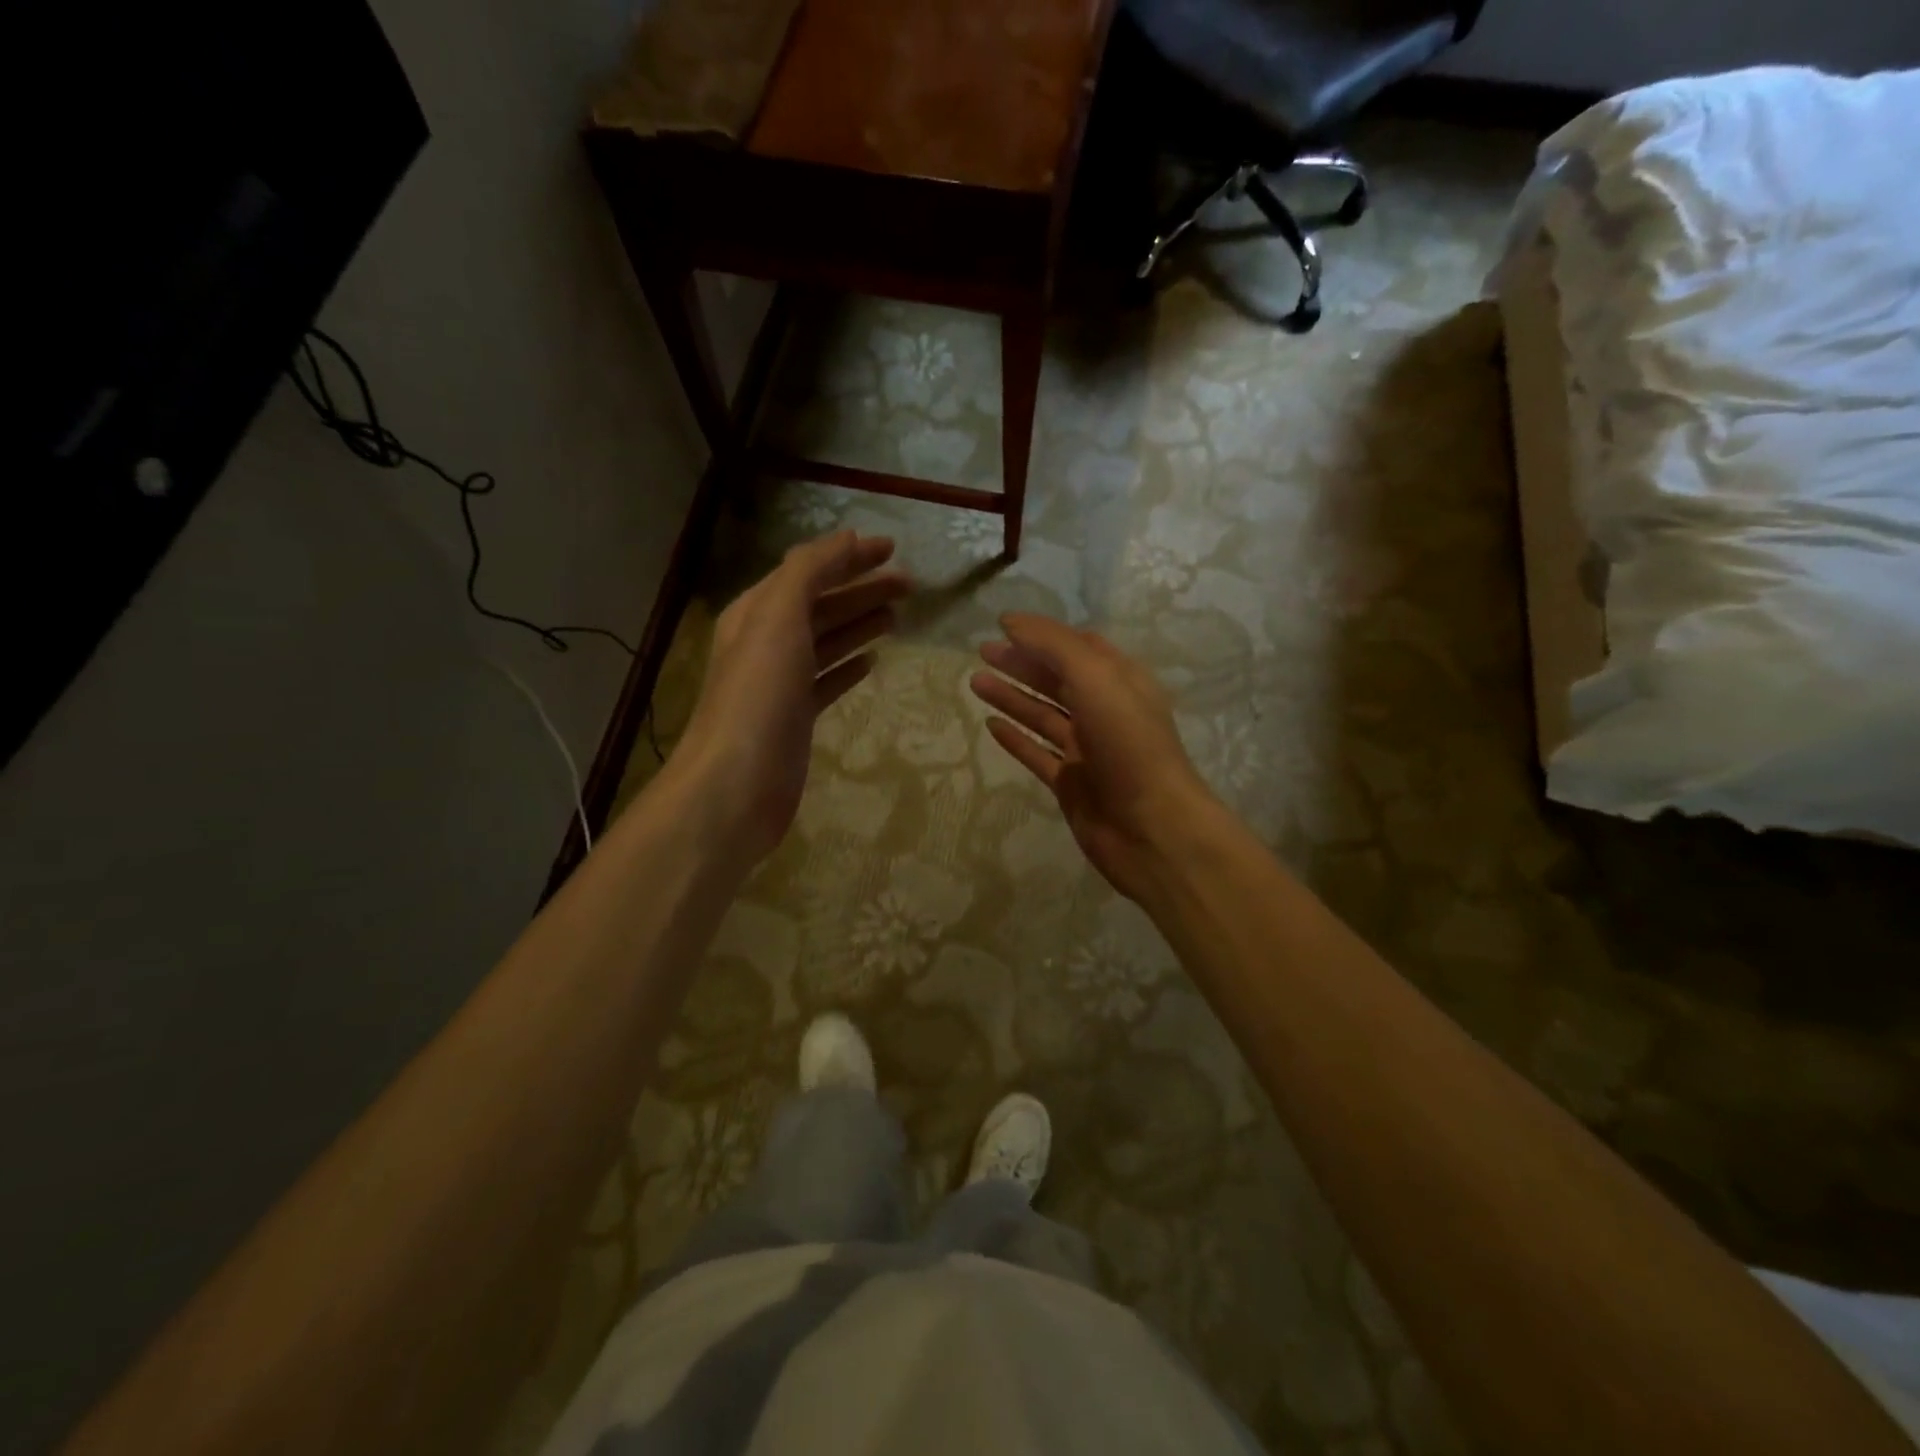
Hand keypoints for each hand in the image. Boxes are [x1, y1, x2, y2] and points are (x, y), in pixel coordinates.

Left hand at [677, 531, 909, 861]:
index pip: (808, 570)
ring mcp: (782, 682)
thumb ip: (809, 572)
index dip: (848, 556)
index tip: (892, 549)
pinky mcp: (796, 717)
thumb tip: (846, 540)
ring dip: (860, 623)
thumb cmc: (758, 695)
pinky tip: (872, 661)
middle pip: (822, 605)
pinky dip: (849, 666)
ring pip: (827, 641)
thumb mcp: (778, 618)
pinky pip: (828, 680)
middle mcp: (767, 642)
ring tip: (898, 616)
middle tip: (910, 585)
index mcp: (758, 612)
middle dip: (863, 589)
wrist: (736, 783)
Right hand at [970, 614, 1221, 901]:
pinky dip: (1016, 739)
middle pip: (1057, 679)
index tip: (1004, 626)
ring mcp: (1087, 750)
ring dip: (1011, 697)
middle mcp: (1105, 711)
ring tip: (975, 682)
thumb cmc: (1128, 743)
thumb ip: (1053, 645)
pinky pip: (1038, 754)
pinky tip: (990, 726)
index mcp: (1120, 682)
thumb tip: (1011, 621)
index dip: (1043, 634)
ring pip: (1043, 715)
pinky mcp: (1071, 784)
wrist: (1151, 827)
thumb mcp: (1095, 678)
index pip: (1079, 646)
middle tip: (982, 652)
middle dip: (1021, 663)